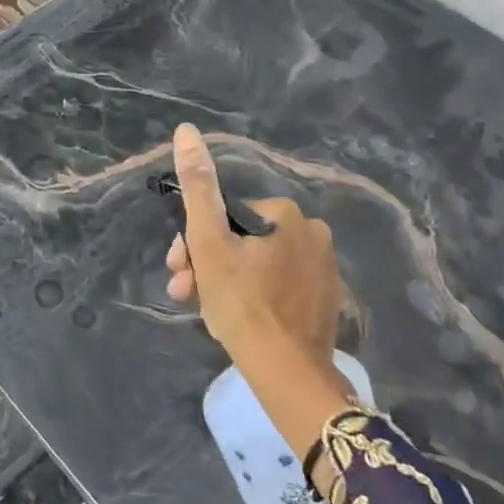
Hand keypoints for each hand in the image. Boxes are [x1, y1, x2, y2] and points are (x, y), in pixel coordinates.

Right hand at [164, 124, 341, 371]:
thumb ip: (197, 186)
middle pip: (241, 241)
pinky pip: (278, 286)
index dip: (193, 241)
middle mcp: (313, 233)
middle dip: (206, 263)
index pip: (224, 216)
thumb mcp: (208, 242)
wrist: (287, 373)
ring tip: (204, 310)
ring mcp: (324, 269)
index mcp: (287, 214)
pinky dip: (253, 296)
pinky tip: (237, 318)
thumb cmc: (242, 303)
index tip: (178, 270)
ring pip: (256, 265)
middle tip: (185, 292)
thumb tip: (186, 130)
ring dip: (223, 281)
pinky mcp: (325, 300)